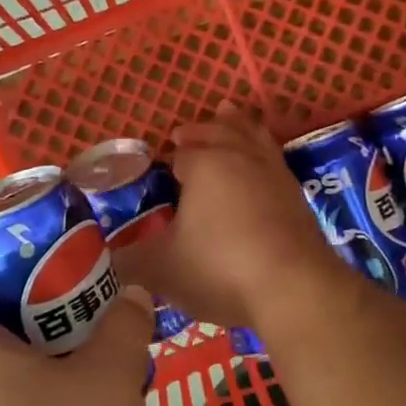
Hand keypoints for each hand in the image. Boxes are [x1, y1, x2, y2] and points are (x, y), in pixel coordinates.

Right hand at [116, 101, 338, 330]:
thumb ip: (130, 261)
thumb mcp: (161, 269)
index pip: (180, 151)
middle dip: (201, 131)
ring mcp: (275, 173)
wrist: (295, 289)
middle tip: (185, 133)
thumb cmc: (220, 268)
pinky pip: (274, 160)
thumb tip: (107, 261)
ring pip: (253, 136)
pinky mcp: (298, 196)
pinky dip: (262, 153)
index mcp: (204, 164)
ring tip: (230, 115)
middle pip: (219, 131)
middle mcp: (240, 157)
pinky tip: (261, 167)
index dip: (167, 159)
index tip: (158, 169)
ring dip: (238, 126)